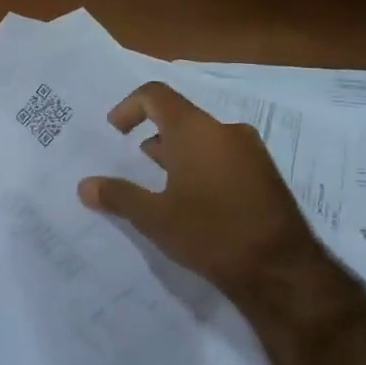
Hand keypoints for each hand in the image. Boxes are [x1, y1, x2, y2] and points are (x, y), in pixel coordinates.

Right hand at [77, 82, 320, 300]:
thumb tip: (84, 186)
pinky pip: (224, 156)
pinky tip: (194, 203)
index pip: (156, 95)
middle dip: (153, 136)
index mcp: (195, 131)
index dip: (129, 107)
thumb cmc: (209, 233)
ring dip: (177, 154)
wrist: (281, 269)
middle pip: (180, 117)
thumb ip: (117, 196)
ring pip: (204, 138)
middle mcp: (225, 131)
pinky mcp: (265, 174)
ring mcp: (251, 152)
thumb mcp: (154, 218)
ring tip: (162, 188)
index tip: (115, 133)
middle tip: (135, 166)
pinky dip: (201, 166)